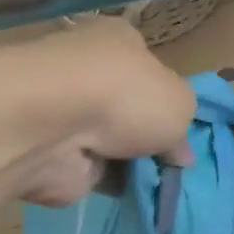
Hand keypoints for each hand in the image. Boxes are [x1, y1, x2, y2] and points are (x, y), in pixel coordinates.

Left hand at [8, 20, 196, 206]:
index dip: (165, 94)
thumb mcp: (181, 103)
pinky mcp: (50, 152)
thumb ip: (183, 127)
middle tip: (172, 160)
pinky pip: (90, 170)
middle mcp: (86, 69)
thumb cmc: (126, 95)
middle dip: (146, 133)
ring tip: (159, 181)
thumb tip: (178, 152)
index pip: (144, 63)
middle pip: (126, 105)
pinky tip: (132, 195)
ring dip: (129, 162)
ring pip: (108, 141)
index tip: (180, 123)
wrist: (53, 128)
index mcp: (116, 39)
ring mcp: (64, 112)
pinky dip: (108, 184)